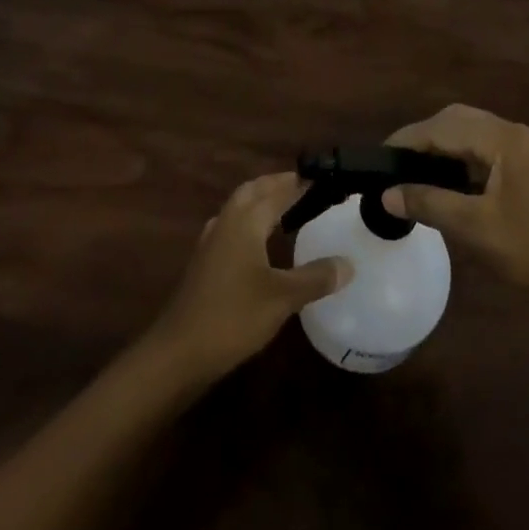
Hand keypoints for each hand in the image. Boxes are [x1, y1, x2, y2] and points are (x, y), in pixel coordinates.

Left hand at [145, 172, 351, 384]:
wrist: (180, 350)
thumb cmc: (233, 316)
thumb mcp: (282, 298)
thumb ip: (315, 277)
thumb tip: (349, 263)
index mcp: (246, 220)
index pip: (277, 190)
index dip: (299, 183)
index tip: (321, 178)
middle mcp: (227, 221)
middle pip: (253, 191)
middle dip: (276, 184)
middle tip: (303, 186)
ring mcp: (212, 240)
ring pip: (239, 206)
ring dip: (259, 200)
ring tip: (284, 207)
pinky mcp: (204, 261)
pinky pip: (231, 226)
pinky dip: (248, 221)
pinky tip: (255, 241)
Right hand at [382, 105, 528, 327]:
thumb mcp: (478, 231)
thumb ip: (430, 204)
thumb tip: (387, 194)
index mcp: (507, 140)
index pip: (445, 126)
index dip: (409, 138)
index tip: (379, 155)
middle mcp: (520, 134)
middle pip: (460, 120)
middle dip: (426, 137)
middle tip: (396, 164)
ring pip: (476, 134)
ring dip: (446, 147)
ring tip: (417, 172)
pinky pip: (492, 151)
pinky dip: (466, 160)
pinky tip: (452, 183)